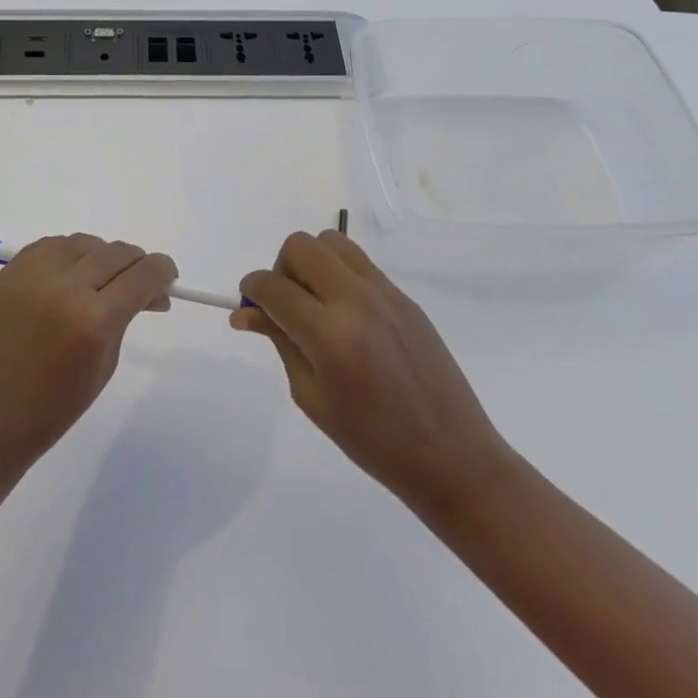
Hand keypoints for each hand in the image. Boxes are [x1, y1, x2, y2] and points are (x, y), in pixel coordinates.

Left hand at [0, 235, 177, 490]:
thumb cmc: (54, 407)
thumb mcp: (105, 364)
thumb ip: (127, 317)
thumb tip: (150, 290)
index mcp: (94, 320)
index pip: (143, 275)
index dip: (162, 271)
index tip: (168, 277)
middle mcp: (66, 286)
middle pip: (116, 252)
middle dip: (136, 264)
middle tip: (139, 282)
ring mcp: (33, 274)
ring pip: (85, 242)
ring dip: (101, 257)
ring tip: (100, 281)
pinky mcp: (9, 271)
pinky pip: (52, 246)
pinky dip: (69, 255)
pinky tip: (70, 277)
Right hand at [233, 232, 513, 517]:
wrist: (452, 455)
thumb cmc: (373, 441)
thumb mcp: (312, 397)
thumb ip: (280, 342)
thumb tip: (246, 313)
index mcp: (330, 335)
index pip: (275, 287)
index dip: (252, 289)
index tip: (247, 303)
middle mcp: (357, 301)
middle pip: (302, 246)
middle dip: (281, 268)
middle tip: (284, 304)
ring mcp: (385, 293)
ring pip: (332, 241)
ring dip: (312, 262)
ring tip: (314, 302)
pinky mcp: (404, 296)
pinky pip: (359, 263)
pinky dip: (339, 274)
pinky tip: (345, 314)